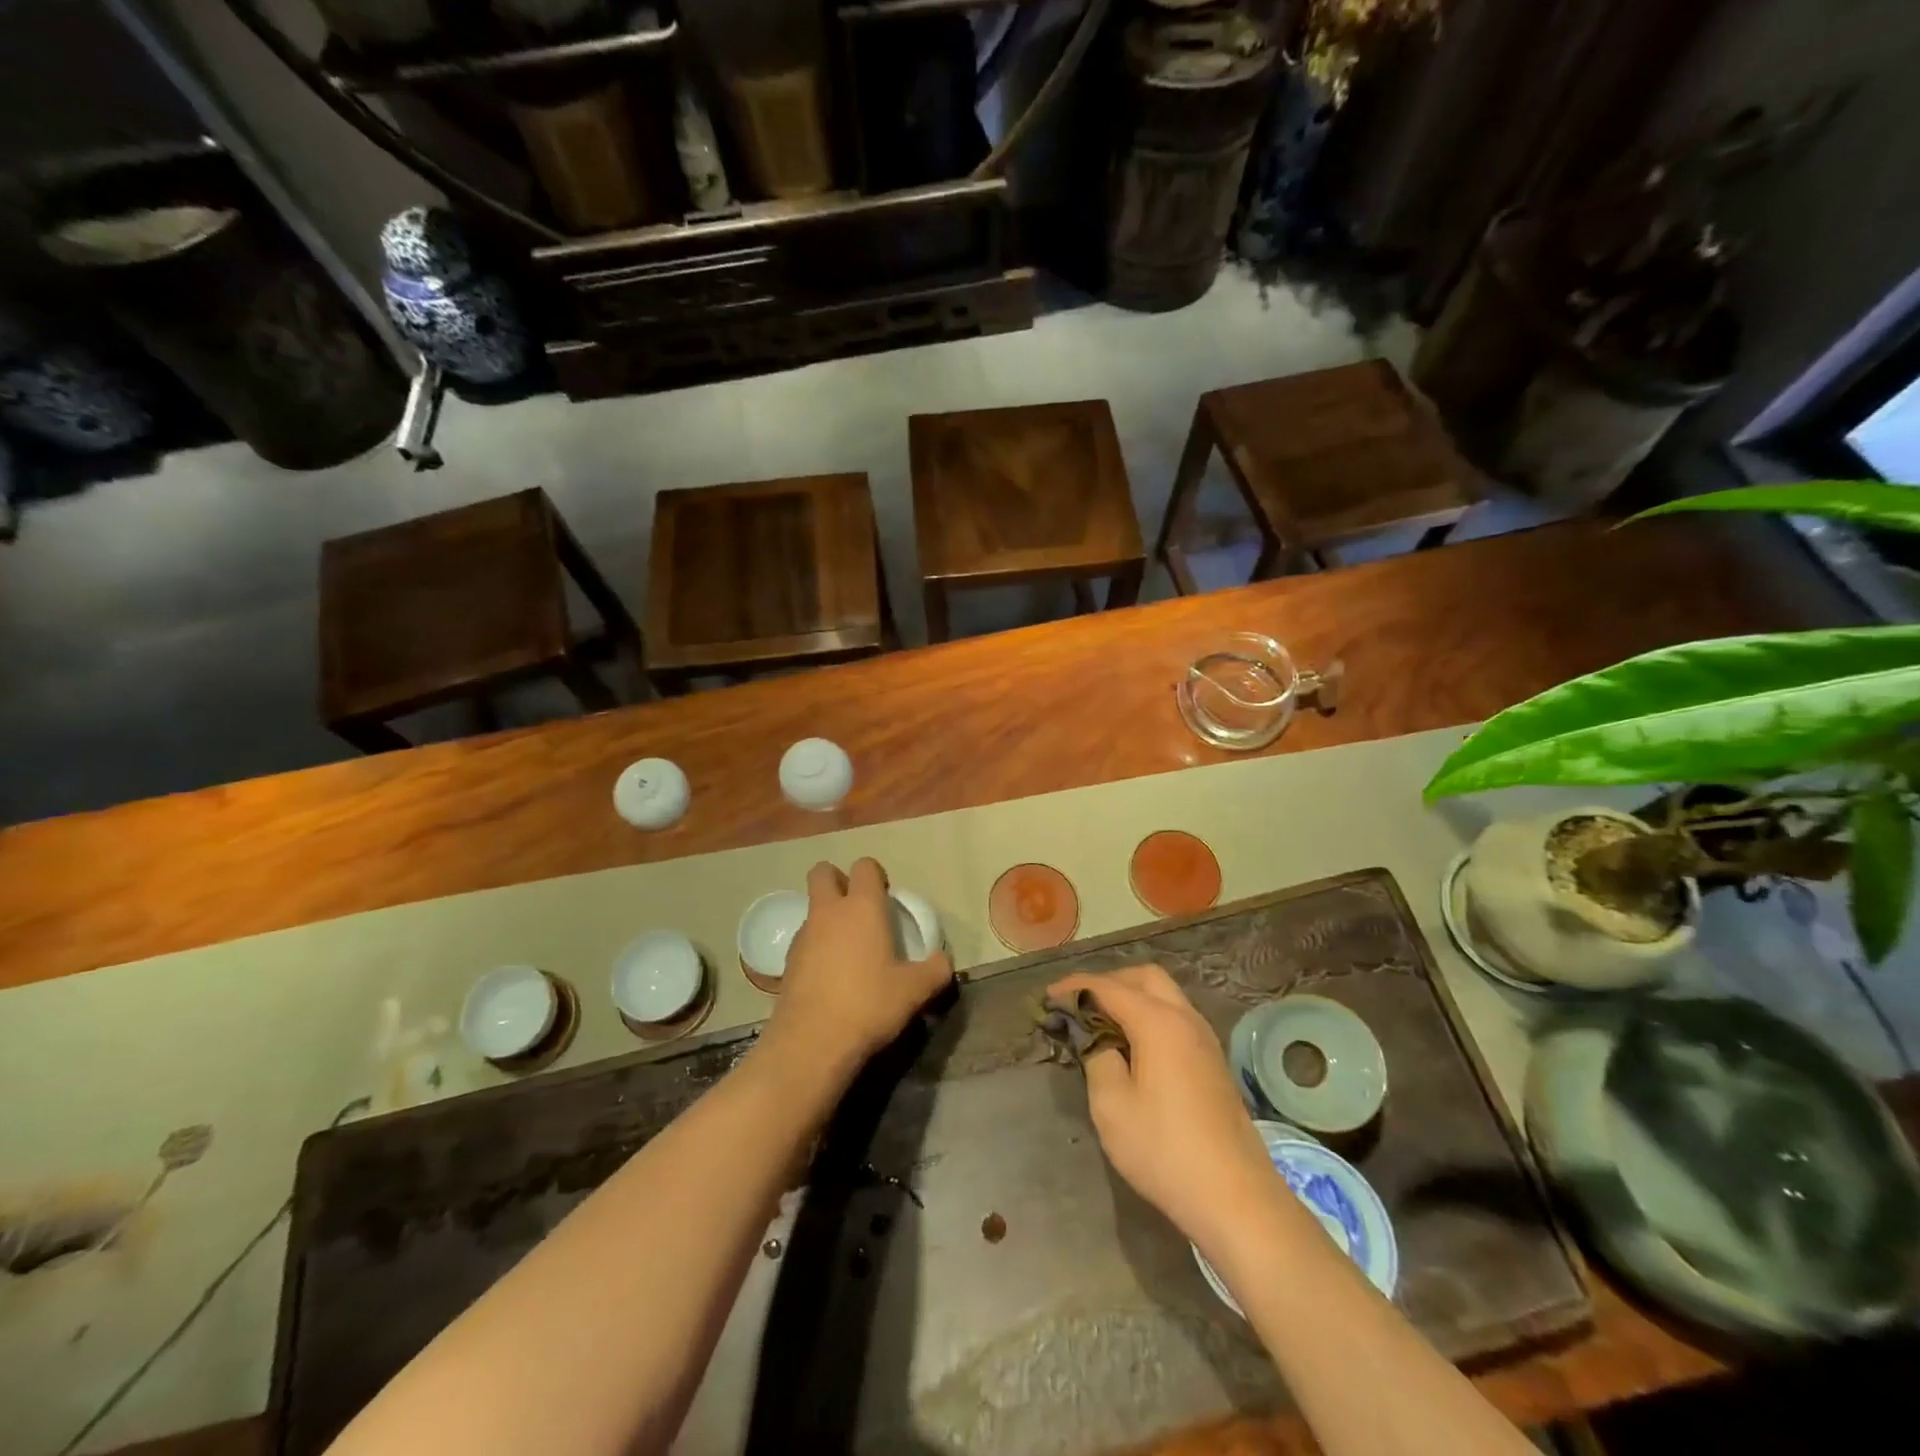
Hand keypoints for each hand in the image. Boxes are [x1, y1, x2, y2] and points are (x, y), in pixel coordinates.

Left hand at [763, 858, 953, 1082]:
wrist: (812, 1043)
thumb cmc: (869, 1004)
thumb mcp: (915, 991)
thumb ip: (936, 970)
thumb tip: (944, 961)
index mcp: (862, 907)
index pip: (865, 866)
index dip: (876, 876)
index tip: (887, 898)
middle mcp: (829, 912)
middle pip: (823, 873)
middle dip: (839, 881)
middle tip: (859, 910)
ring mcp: (803, 935)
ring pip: (813, 908)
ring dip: (827, 917)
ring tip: (849, 950)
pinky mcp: (786, 962)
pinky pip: (804, 940)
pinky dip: (817, 947)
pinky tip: (832, 976)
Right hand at [1049, 964, 1278, 1252]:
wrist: (1236, 1198)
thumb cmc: (1164, 1150)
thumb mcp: (1111, 1106)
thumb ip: (1097, 1057)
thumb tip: (1094, 1036)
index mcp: (1157, 1022)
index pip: (1107, 987)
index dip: (1074, 987)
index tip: (1048, 998)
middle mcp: (1185, 1018)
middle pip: (1144, 977)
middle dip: (1108, 982)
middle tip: (1080, 1006)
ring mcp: (1204, 1038)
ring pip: (1165, 995)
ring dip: (1132, 997)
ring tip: (1102, 1025)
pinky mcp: (1213, 1060)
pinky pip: (1176, 1017)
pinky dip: (1150, 1015)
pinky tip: (1134, 1046)